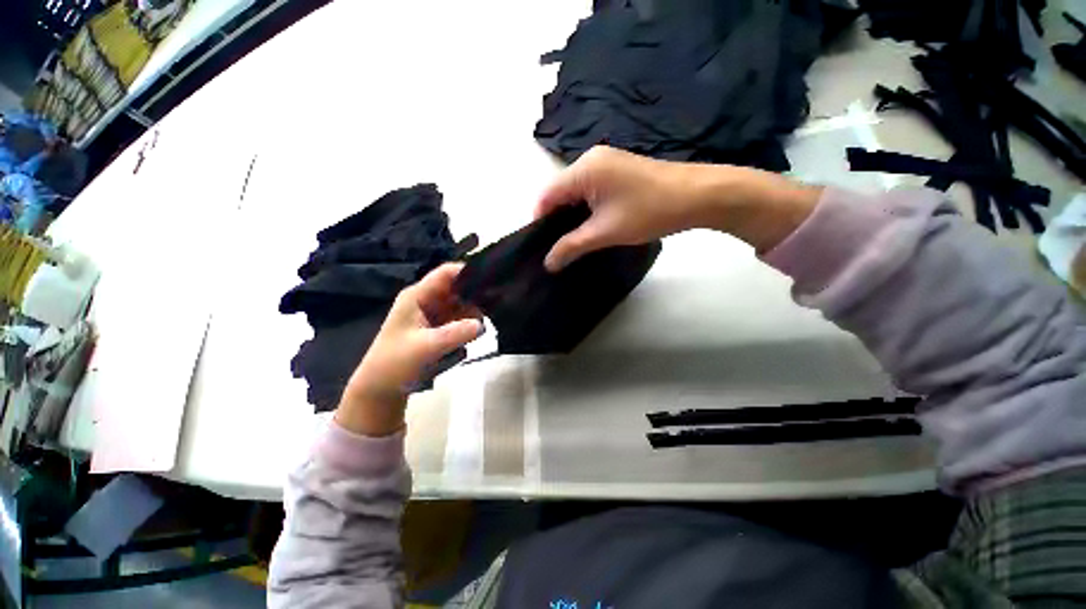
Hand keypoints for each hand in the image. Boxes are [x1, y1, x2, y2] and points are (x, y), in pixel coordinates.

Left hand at [335, 263, 481, 436]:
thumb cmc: (395, 363)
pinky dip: (470, 321)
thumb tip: (482, 324)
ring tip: (493, 316)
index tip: (492, 278)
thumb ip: (454, 334)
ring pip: (461, 303)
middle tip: (498, 302)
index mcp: (417, 296)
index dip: (468, 272)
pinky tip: (481, 328)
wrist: (380, 388)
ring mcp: (433, 313)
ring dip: (475, 309)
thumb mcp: (425, 347)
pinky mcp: (438, 327)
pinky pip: (460, 317)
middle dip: (476, 293)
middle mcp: (426, 300)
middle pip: (457, 287)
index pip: (446, 274)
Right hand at [536, 145, 821, 269]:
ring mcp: (605, 162)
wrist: (698, 195)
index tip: (541, 247)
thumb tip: (548, 263)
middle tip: (556, 248)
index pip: (546, 196)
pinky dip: (585, 208)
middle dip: (555, 221)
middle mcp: (590, 159)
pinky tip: (589, 225)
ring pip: (575, 192)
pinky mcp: (617, 169)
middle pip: (559, 193)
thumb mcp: (605, 232)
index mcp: (583, 169)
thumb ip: (571, 246)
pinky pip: (590, 189)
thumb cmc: (649, 211)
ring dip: (571, 216)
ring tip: (571, 241)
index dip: (539, 222)